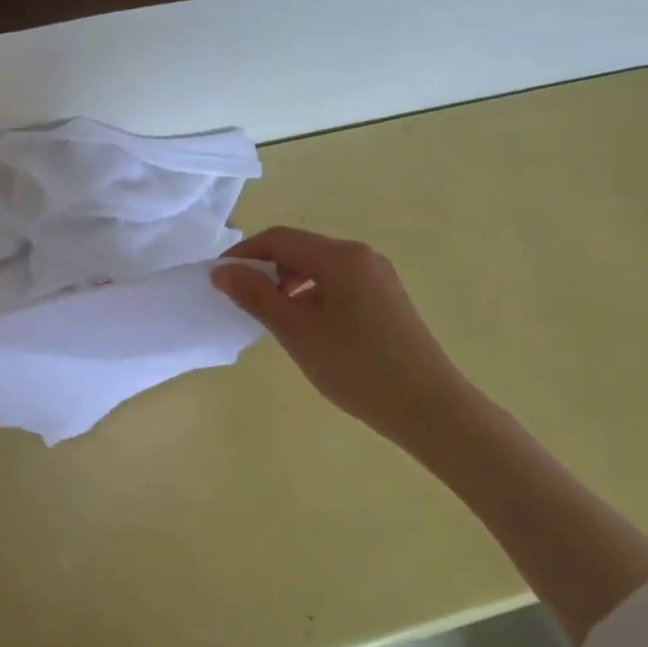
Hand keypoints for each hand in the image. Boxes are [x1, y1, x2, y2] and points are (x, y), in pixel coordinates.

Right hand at [213, 226, 478, 450]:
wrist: (429, 408)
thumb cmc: (356, 367)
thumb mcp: (296, 331)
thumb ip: (255, 296)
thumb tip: (221, 271)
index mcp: (340, 256)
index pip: (279, 238)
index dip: (244, 255)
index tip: (218, 281)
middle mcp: (361, 256)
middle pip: (299, 249)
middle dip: (265, 270)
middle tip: (243, 303)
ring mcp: (378, 278)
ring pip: (318, 268)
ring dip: (287, 285)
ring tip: (274, 320)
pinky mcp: (386, 300)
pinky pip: (337, 284)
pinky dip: (311, 296)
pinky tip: (308, 329)